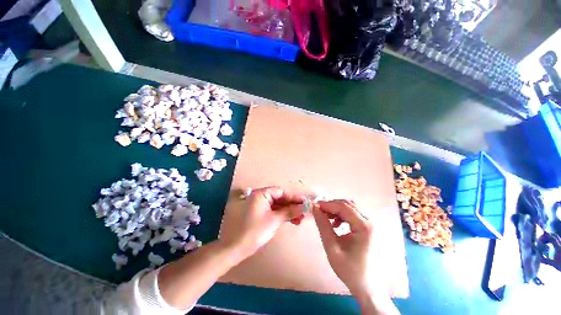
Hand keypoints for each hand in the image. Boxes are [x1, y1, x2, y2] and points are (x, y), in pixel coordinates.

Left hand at [219, 186, 304, 260]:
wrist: (238, 248)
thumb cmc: (255, 231)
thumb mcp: (274, 220)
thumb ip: (290, 211)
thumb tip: (304, 207)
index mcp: (261, 194)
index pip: (281, 191)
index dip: (294, 197)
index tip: (304, 203)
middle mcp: (261, 197)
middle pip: (281, 198)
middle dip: (292, 205)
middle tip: (304, 212)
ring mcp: (261, 205)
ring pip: (279, 205)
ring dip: (289, 211)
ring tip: (300, 219)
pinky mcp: (262, 213)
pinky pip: (275, 211)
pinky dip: (283, 215)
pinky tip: (292, 220)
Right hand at [313, 200, 398, 314]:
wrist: (366, 284)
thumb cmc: (349, 269)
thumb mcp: (331, 247)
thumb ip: (322, 225)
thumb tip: (315, 207)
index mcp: (364, 227)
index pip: (343, 207)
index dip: (327, 204)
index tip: (315, 206)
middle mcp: (369, 221)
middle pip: (347, 204)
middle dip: (331, 205)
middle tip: (319, 211)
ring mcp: (370, 223)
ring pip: (349, 207)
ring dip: (336, 209)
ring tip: (326, 218)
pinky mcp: (367, 226)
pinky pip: (352, 213)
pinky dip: (341, 214)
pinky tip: (336, 224)